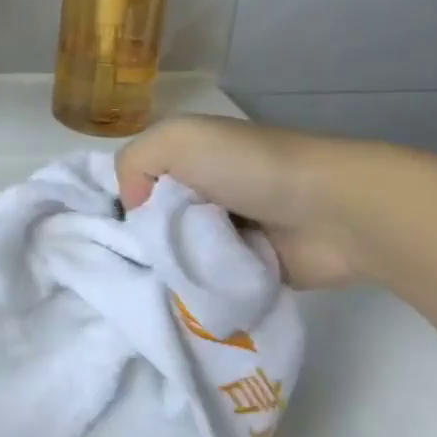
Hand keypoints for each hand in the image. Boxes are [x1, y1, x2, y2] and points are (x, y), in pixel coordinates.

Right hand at [115, 115, 366, 288]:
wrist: (332, 212)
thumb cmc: (247, 167)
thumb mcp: (176, 140)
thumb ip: (132, 163)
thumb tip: (132, 209)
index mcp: (184, 158)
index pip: (133, 180)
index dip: (117, 200)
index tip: (105, 228)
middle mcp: (200, 192)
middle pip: (149, 222)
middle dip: (137, 241)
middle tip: (125, 263)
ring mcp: (224, 233)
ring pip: (172, 255)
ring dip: (164, 268)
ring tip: (148, 284)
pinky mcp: (245, 270)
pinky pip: (203, 282)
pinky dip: (192, 288)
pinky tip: (176, 296)